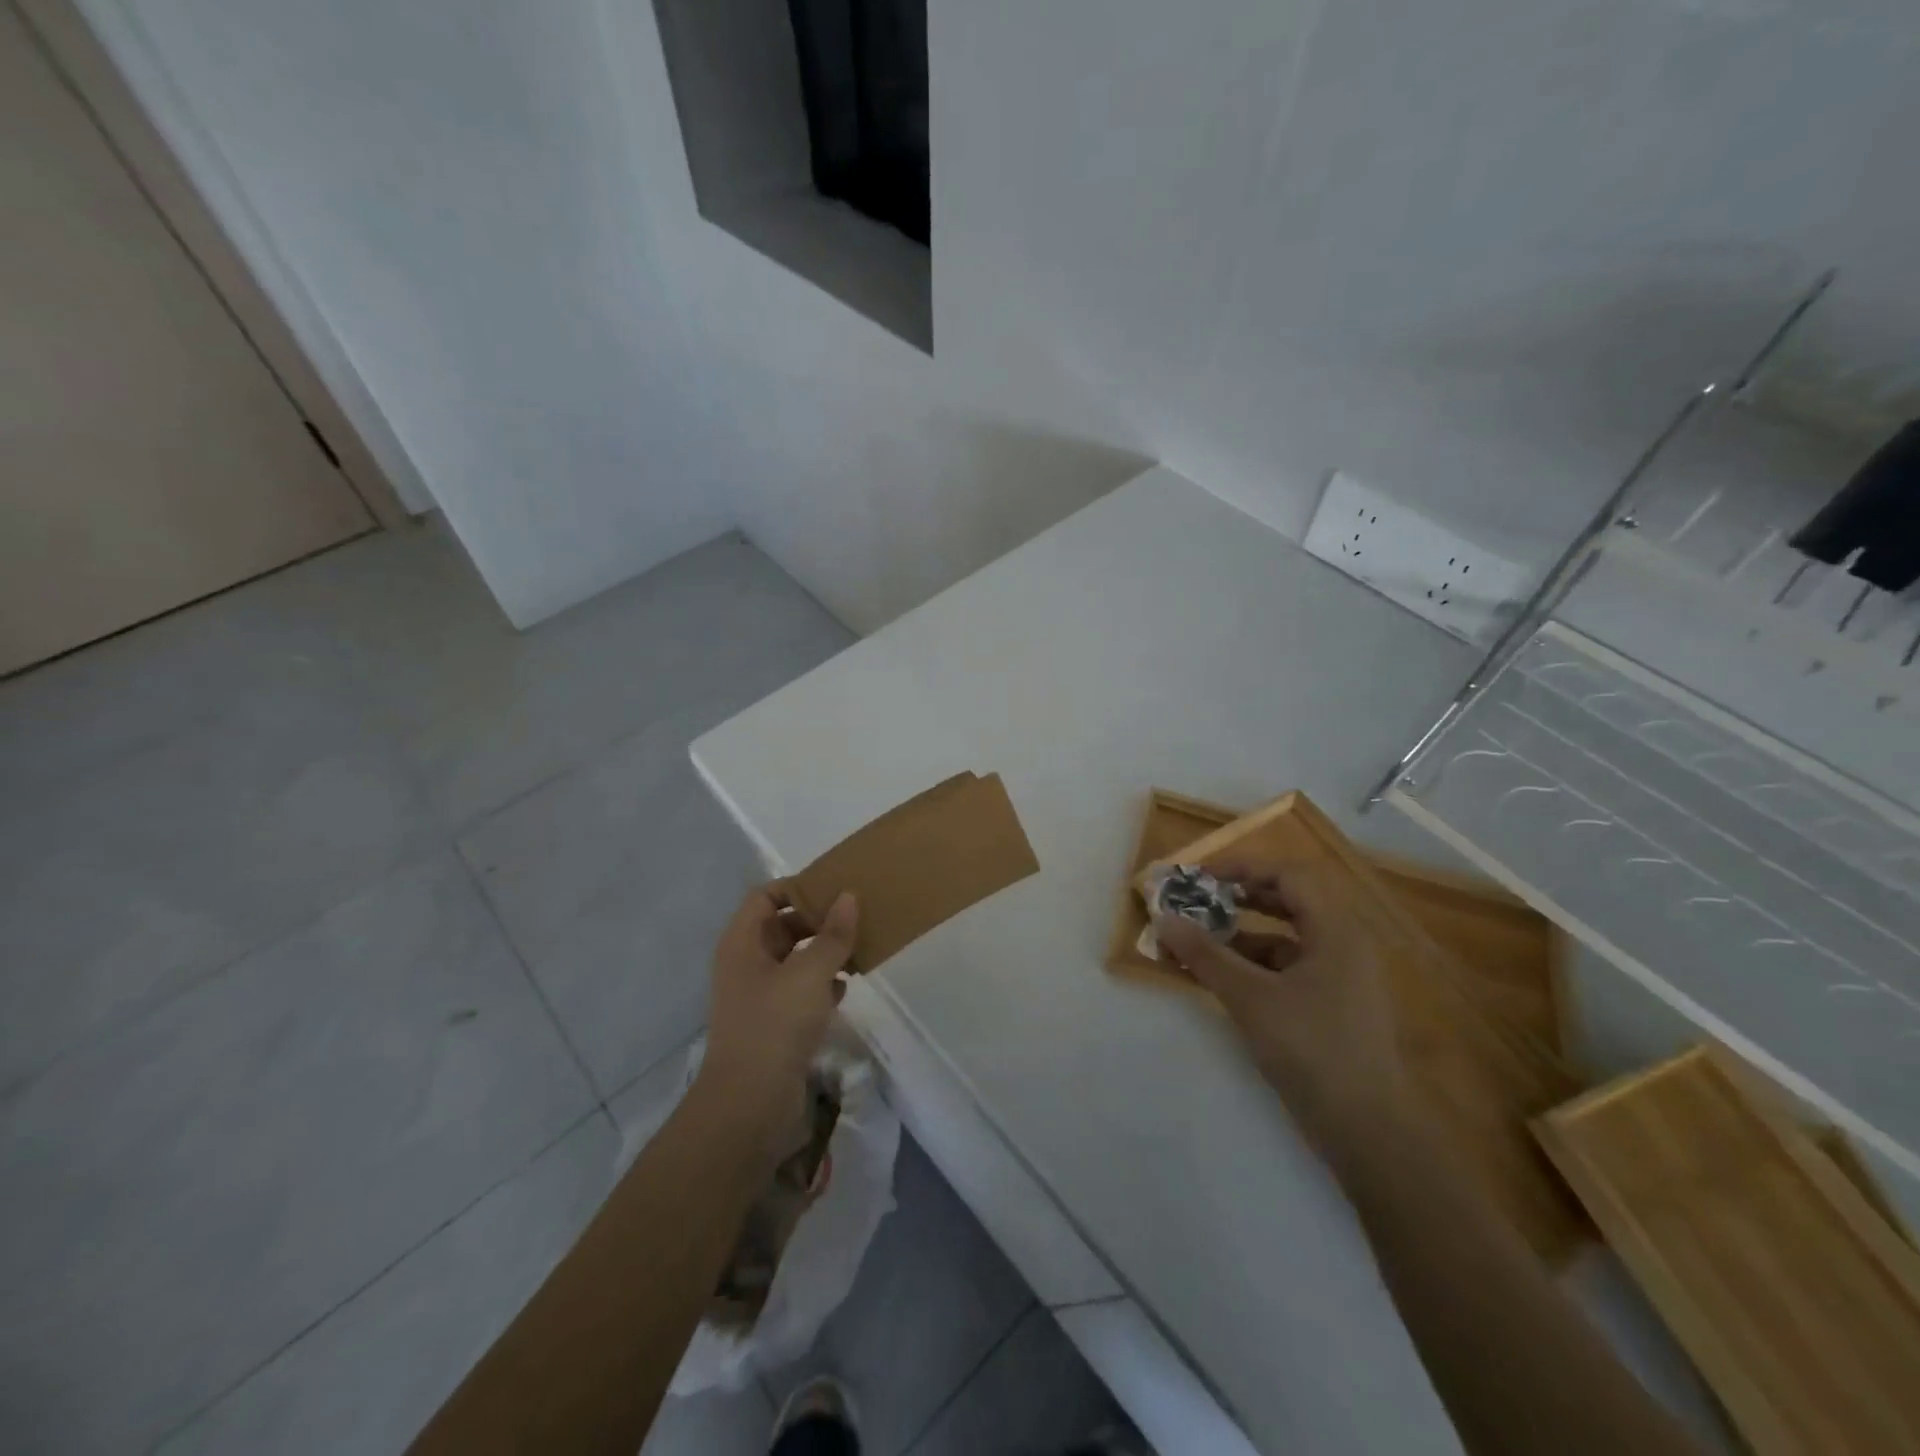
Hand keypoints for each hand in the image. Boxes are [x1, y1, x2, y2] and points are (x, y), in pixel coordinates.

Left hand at [696, 884, 857, 1159]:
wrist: (749, 1104)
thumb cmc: (775, 1025)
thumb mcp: (810, 973)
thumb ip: (833, 935)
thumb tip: (848, 897)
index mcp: (743, 942)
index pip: (765, 896)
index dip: (796, 887)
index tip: (833, 889)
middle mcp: (746, 963)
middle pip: (782, 926)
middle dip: (817, 921)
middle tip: (855, 917)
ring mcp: (758, 996)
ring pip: (794, 960)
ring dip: (824, 953)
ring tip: (860, 948)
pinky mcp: (773, 1024)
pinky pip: (800, 991)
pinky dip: (822, 984)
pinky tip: (848, 987)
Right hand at [1155, 866, 1407, 1149]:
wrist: (1370, 1132)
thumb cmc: (1313, 1050)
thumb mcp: (1251, 998)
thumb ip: (1206, 955)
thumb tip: (1163, 919)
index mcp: (1336, 930)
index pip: (1288, 873)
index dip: (1242, 867)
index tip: (1200, 876)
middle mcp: (1343, 944)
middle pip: (1289, 900)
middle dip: (1239, 896)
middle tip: (1198, 900)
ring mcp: (1340, 977)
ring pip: (1285, 936)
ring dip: (1242, 933)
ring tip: (1198, 939)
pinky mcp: (1331, 1006)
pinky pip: (1287, 967)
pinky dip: (1253, 964)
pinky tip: (1221, 977)